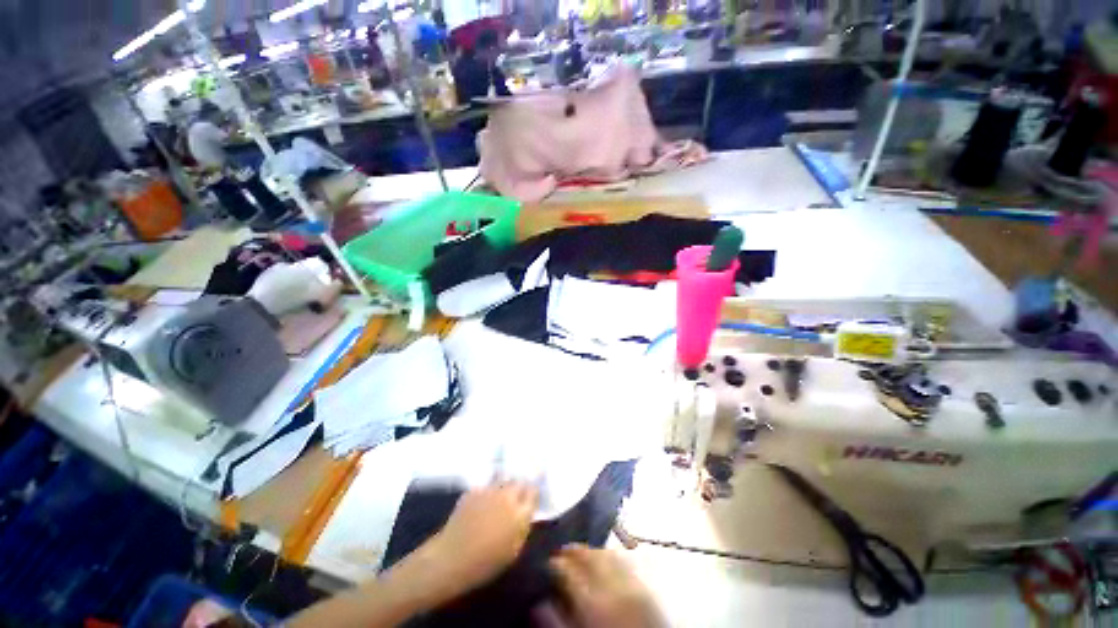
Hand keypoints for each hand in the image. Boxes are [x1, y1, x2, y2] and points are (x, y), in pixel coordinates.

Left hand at [424, 483, 537, 597]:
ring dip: (506, 485)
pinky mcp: (475, 489)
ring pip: (504, 479)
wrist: (452, 558)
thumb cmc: (486, 562)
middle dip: (521, 486)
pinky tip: (484, 501)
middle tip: (518, 495)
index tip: (532, 497)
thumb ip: (523, 527)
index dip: (533, 493)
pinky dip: (489, 491)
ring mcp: (490, 490)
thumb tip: (526, 513)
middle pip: (520, 481)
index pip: (534, 492)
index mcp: (520, 513)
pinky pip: (487, 485)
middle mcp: (508, 496)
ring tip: (502, 494)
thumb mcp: (513, 550)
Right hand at [550, 545, 665, 627]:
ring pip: (607, 553)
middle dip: (573, 549)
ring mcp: (632, 583)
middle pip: (589, 555)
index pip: (567, 570)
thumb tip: (539, 602)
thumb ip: (556, 620)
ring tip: (582, 554)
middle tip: (562, 550)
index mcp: (591, 603)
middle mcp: (612, 585)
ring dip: (592, 550)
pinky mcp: (646, 586)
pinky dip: (612, 556)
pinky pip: (625, 561)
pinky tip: (606, 561)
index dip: (554, 562)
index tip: (548, 561)